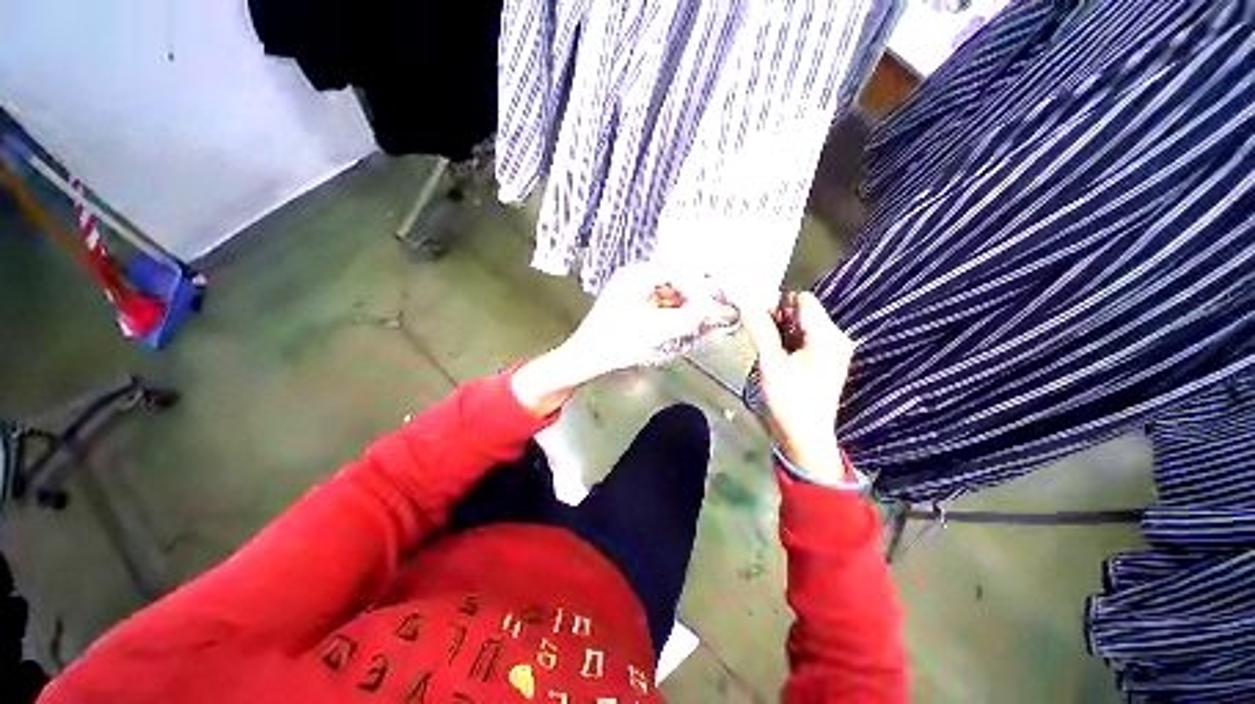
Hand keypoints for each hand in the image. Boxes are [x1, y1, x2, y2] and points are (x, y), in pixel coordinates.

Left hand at [561, 263, 736, 375]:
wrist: (584, 357)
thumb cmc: (614, 344)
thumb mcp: (655, 332)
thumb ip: (687, 319)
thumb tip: (711, 310)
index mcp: (637, 277)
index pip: (678, 270)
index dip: (698, 287)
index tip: (711, 305)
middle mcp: (633, 278)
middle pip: (673, 279)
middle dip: (693, 297)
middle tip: (707, 315)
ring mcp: (630, 291)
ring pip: (667, 292)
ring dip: (683, 306)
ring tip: (695, 323)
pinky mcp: (629, 304)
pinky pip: (657, 303)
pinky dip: (670, 313)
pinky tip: (677, 326)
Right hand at [739, 292, 854, 481]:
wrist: (805, 438)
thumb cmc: (789, 401)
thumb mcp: (771, 362)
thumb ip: (760, 329)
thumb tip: (746, 302)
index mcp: (827, 336)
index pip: (802, 300)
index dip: (777, 303)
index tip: (755, 317)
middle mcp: (834, 338)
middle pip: (802, 313)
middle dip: (776, 318)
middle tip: (756, 335)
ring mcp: (830, 351)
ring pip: (800, 327)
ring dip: (779, 331)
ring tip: (765, 349)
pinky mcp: (823, 362)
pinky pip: (802, 341)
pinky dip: (786, 343)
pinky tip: (774, 357)